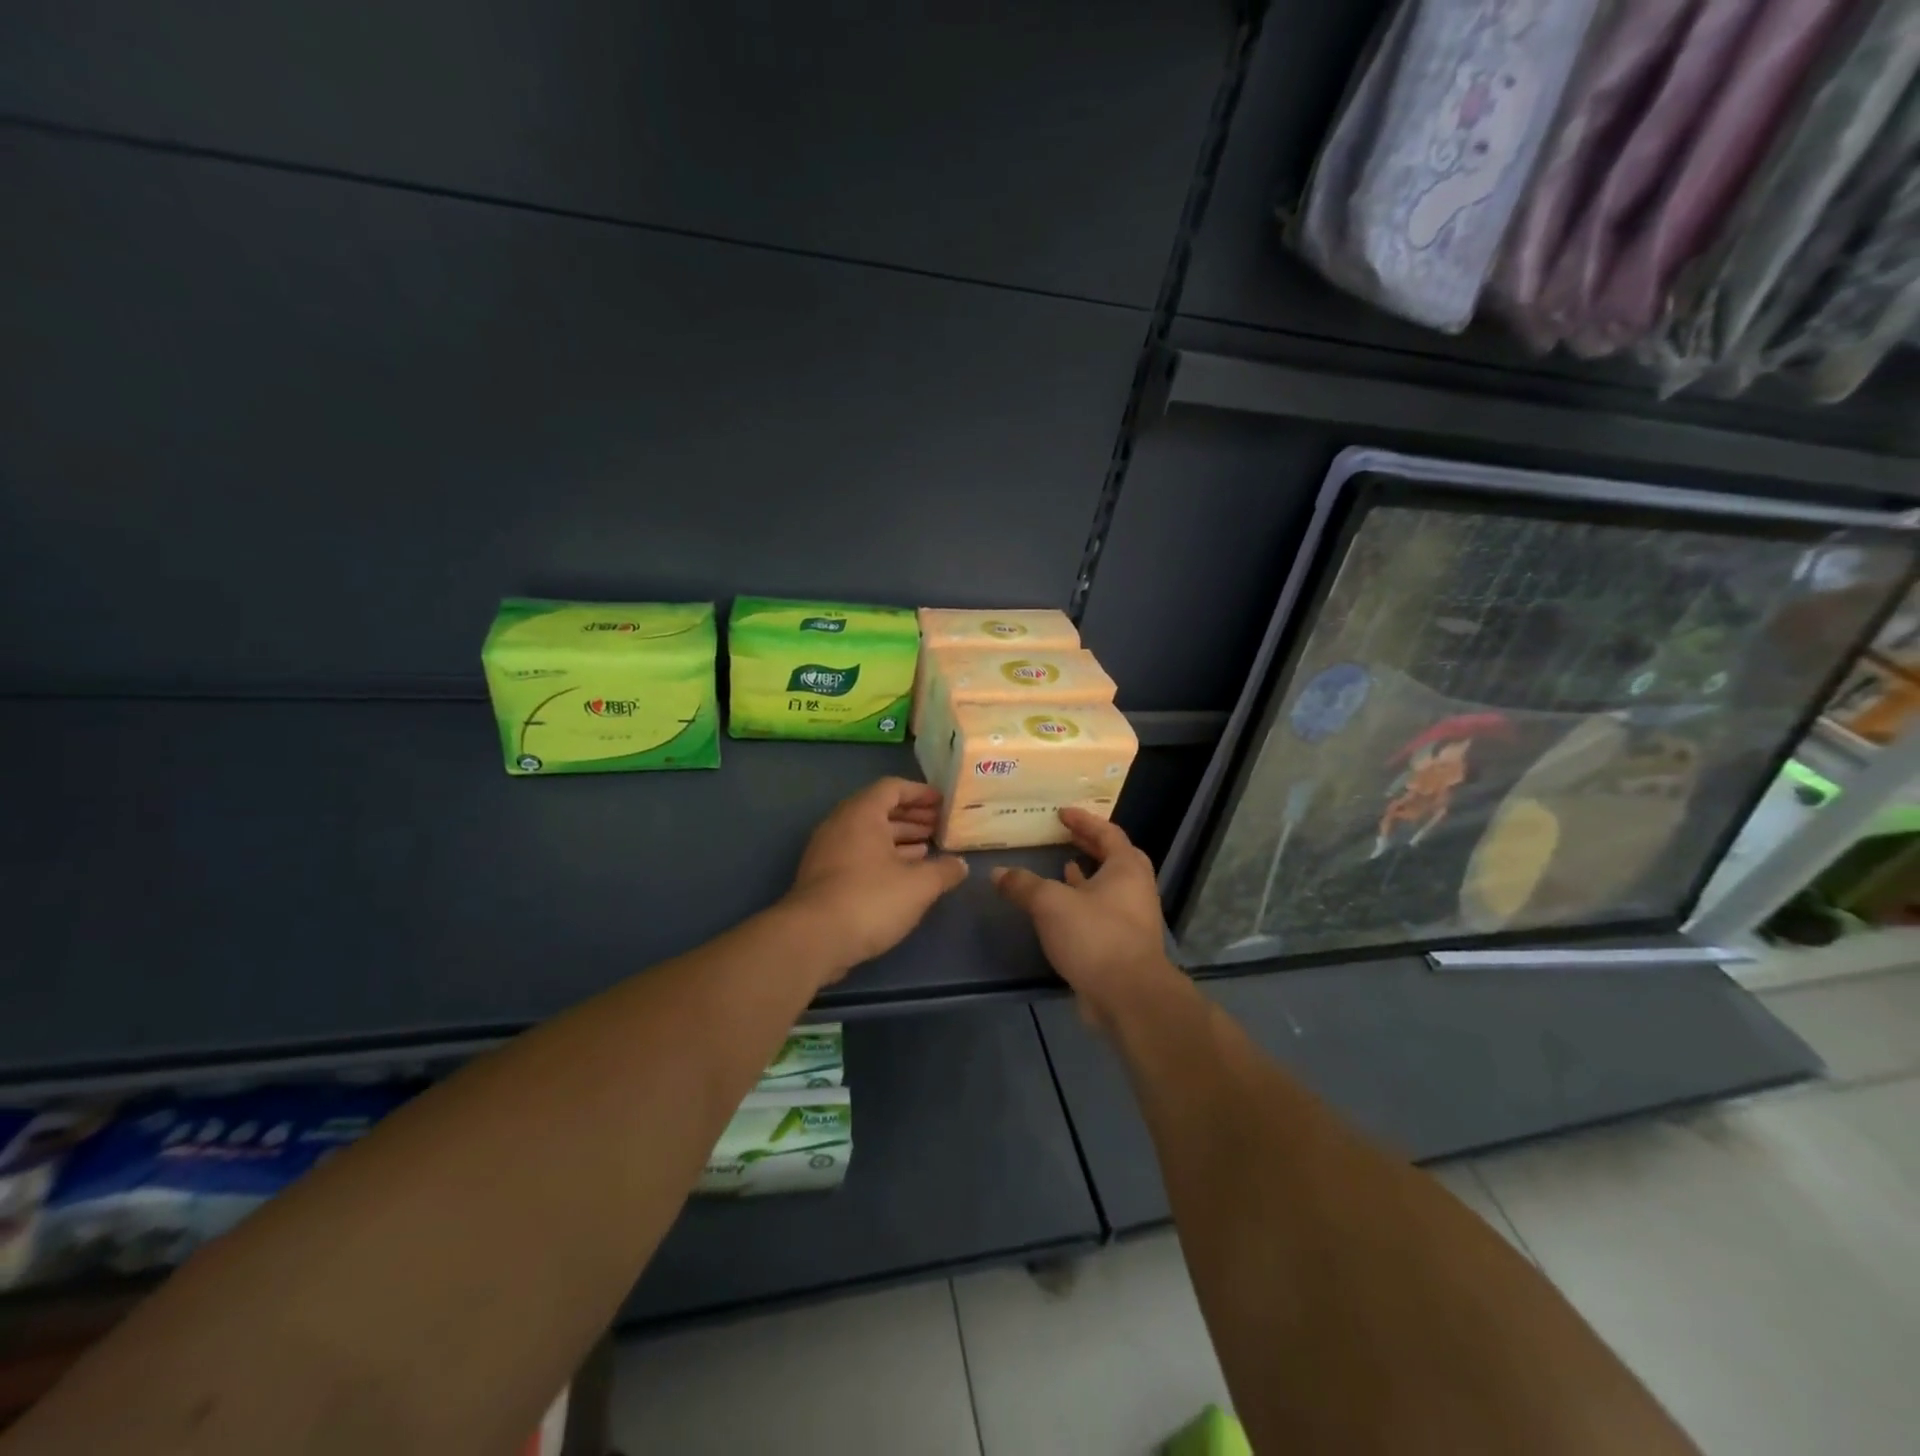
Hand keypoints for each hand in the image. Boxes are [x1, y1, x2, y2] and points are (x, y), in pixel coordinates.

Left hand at [783, 777, 968, 978]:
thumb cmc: (870, 899)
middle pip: (879, 810)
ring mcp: (828, 852)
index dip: (920, 793)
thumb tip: (959, 865)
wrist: (813, 939)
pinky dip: (883, 857)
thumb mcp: (918, 885)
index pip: (893, 787)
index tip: (943, 803)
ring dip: (899, 839)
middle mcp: (841, 825)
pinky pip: (858, 855)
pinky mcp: (823, 878)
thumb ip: (944, 871)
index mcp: (862, 814)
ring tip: (927, 850)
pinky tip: (903, 875)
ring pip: (868, 835)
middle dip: (912, 817)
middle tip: (939, 827)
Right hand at [991, 809, 1185, 1029]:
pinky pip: (1103, 911)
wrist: (1128, 996)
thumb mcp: (1051, 904)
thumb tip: (998, 872)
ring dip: (1087, 875)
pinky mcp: (1125, 944)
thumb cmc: (1095, 936)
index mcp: (1126, 868)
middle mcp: (1136, 888)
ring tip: (1061, 866)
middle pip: (1114, 857)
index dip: (1084, 821)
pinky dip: (1084, 903)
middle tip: (1065, 836)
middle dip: (1090, 845)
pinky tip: (1063, 909)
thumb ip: (1024, 885)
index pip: (1108, 832)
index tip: (1062, 813)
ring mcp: (1134, 918)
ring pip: (1109, 886)